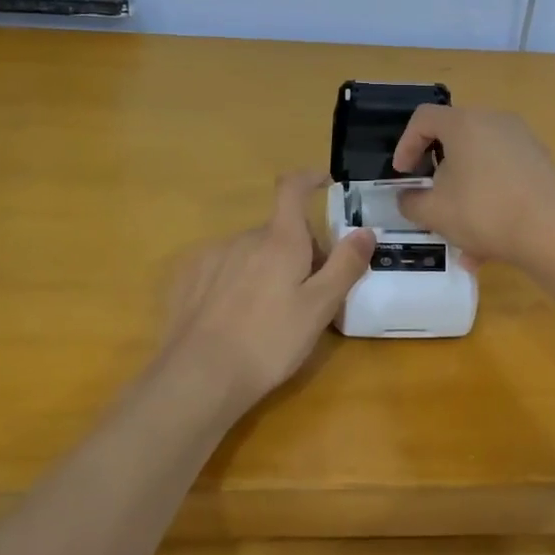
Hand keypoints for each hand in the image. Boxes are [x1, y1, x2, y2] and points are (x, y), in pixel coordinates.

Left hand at [161, 171, 373, 409]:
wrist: (201, 375)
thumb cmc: (270, 341)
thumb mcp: (320, 307)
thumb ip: (345, 266)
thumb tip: (365, 231)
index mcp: (280, 240)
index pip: (292, 189)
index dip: (309, 178)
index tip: (324, 181)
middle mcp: (244, 238)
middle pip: (279, 231)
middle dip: (298, 250)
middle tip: (310, 292)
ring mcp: (213, 257)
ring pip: (251, 251)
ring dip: (267, 267)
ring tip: (270, 313)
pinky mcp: (189, 278)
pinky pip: (224, 268)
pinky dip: (237, 281)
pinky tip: (236, 317)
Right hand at [391, 105, 554, 265]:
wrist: (552, 231)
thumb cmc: (483, 211)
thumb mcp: (433, 213)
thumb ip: (410, 202)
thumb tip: (408, 198)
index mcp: (464, 123)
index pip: (423, 118)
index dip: (405, 145)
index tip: (402, 174)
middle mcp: (495, 122)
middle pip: (454, 141)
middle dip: (437, 174)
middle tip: (429, 199)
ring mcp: (523, 141)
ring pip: (480, 166)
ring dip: (464, 197)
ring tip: (459, 239)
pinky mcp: (541, 164)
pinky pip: (503, 179)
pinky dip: (490, 203)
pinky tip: (488, 247)